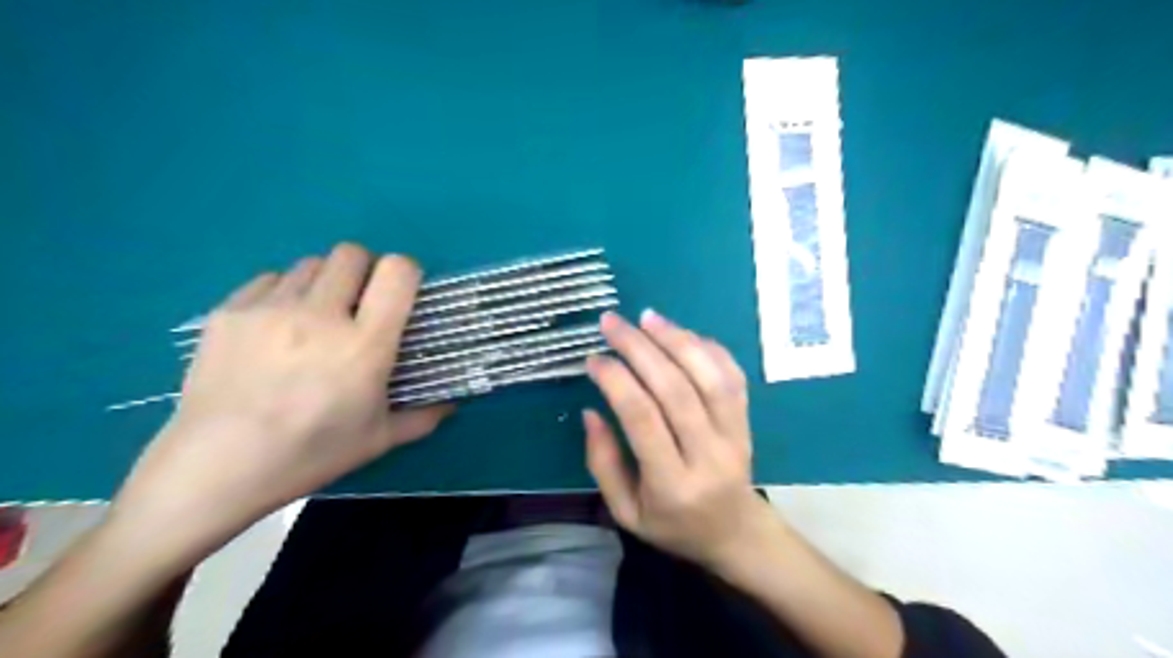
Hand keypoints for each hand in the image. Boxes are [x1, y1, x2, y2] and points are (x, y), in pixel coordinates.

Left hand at [111, 244, 452, 546]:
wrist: (216, 468)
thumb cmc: (310, 454)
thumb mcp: (378, 440)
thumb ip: (423, 417)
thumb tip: (452, 405)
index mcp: (365, 344)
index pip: (397, 271)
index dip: (406, 272)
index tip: (401, 293)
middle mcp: (321, 315)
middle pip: (352, 253)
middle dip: (364, 271)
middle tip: (359, 304)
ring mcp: (270, 309)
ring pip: (311, 263)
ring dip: (324, 282)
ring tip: (315, 316)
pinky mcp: (229, 311)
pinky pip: (270, 279)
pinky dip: (284, 293)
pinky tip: (276, 328)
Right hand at [581, 310, 782, 568]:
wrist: (735, 532)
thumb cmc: (673, 525)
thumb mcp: (626, 512)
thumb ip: (604, 463)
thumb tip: (591, 410)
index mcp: (673, 484)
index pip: (643, 419)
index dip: (616, 381)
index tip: (593, 358)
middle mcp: (709, 455)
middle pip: (676, 389)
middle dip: (640, 348)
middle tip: (612, 322)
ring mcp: (735, 436)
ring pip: (710, 377)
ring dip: (677, 339)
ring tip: (647, 316)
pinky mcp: (749, 422)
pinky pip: (733, 377)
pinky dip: (709, 348)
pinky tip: (683, 333)